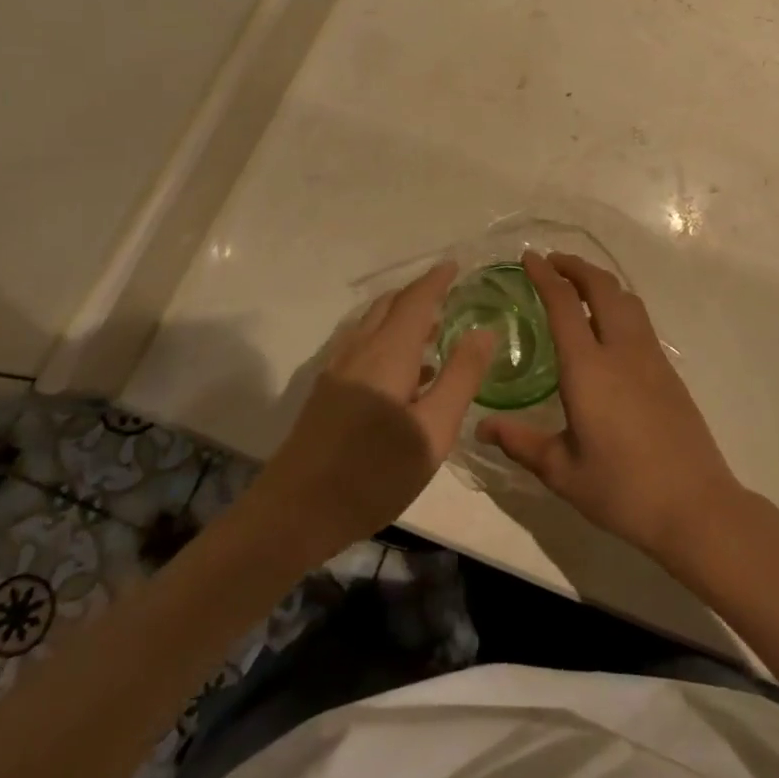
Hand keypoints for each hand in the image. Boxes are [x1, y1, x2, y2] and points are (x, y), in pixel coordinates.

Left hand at [250, 261, 494, 559]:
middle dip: (418, 293)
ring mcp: (338, 370)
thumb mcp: (432, 431)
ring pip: (372, 324)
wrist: (293, 513)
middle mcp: (360, 350)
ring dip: (401, 316)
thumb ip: (460, 377)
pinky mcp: (327, 392)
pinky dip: (386, 338)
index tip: (456, 264)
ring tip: (432, 328)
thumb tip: (485, 331)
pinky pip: (362, 345)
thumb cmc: (373, 473)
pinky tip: (403, 372)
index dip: (437, 279)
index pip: (416, 299)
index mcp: (388, 352)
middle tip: (448, 292)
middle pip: (389, 306)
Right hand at [477, 252, 743, 567]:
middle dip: (575, 266)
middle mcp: (621, 350)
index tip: (529, 257)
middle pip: (602, 287)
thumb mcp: (563, 472)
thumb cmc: (622, 489)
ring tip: (578, 285)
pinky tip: (608, 324)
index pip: (564, 304)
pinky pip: (639, 319)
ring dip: (600, 282)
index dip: (545, 275)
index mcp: (589, 368)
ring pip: (626, 299)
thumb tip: (482, 427)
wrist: (695, 506)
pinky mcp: (668, 370)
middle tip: (552, 262)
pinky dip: (618, 303)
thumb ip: (521, 443)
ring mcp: (650, 357)